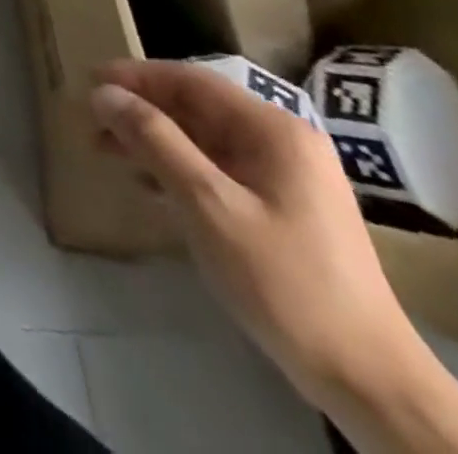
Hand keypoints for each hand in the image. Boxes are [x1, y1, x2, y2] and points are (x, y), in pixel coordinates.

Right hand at [89, 59, 417, 407]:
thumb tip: (103, 93)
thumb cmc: (284, 280)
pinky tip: (149, 186)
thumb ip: (153, 140)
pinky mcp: (284, 209)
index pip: (191, 80)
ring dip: (153, 140)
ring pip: (204, 139)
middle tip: (91, 123)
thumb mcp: (207, 204)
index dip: (135, 76)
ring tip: (108, 153)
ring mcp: (288, 178)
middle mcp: (284, 143)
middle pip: (197, 107)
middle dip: (140, 111)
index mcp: (274, 131)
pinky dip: (177, 168)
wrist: (369, 380)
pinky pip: (218, 169)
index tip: (88, 83)